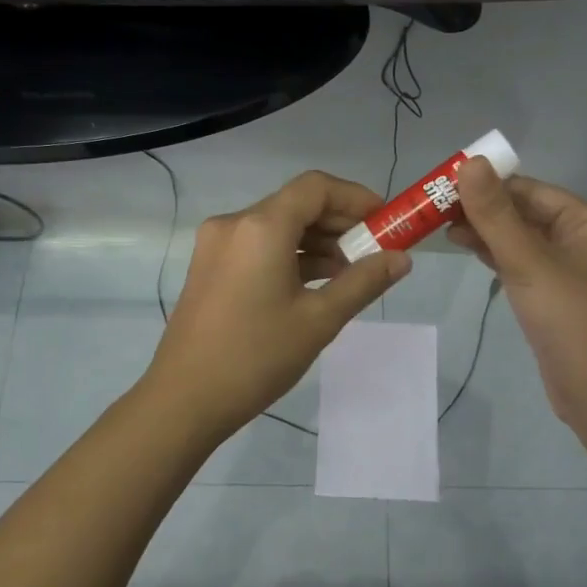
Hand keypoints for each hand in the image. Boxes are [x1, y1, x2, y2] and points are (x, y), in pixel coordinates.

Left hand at [143, 170, 409, 440]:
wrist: (185, 399)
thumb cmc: (256, 357)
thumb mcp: (319, 320)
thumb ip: (363, 282)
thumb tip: (402, 259)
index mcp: (261, 227)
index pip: (316, 187)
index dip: (356, 197)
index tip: (385, 221)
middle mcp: (235, 224)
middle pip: (296, 204)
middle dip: (339, 222)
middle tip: (375, 251)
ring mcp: (217, 245)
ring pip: (277, 226)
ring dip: (316, 241)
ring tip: (350, 273)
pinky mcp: (210, 266)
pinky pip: (258, 246)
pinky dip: (290, 255)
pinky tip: (315, 283)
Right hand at [449, 159, 586, 426]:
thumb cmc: (569, 320)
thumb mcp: (527, 262)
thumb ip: (495, 214)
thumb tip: (470, 162)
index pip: (530, 190)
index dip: (488, 183)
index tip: (444, 183)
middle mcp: (583, 240)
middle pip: (525, 212)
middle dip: (483, 208)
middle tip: (434, 207)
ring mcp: (570, 270)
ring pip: (521, 239)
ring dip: (486, 231)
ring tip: (441, 226)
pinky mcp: (556, 296)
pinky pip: (523, 264)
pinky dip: (496, 255)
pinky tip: (467, 249)